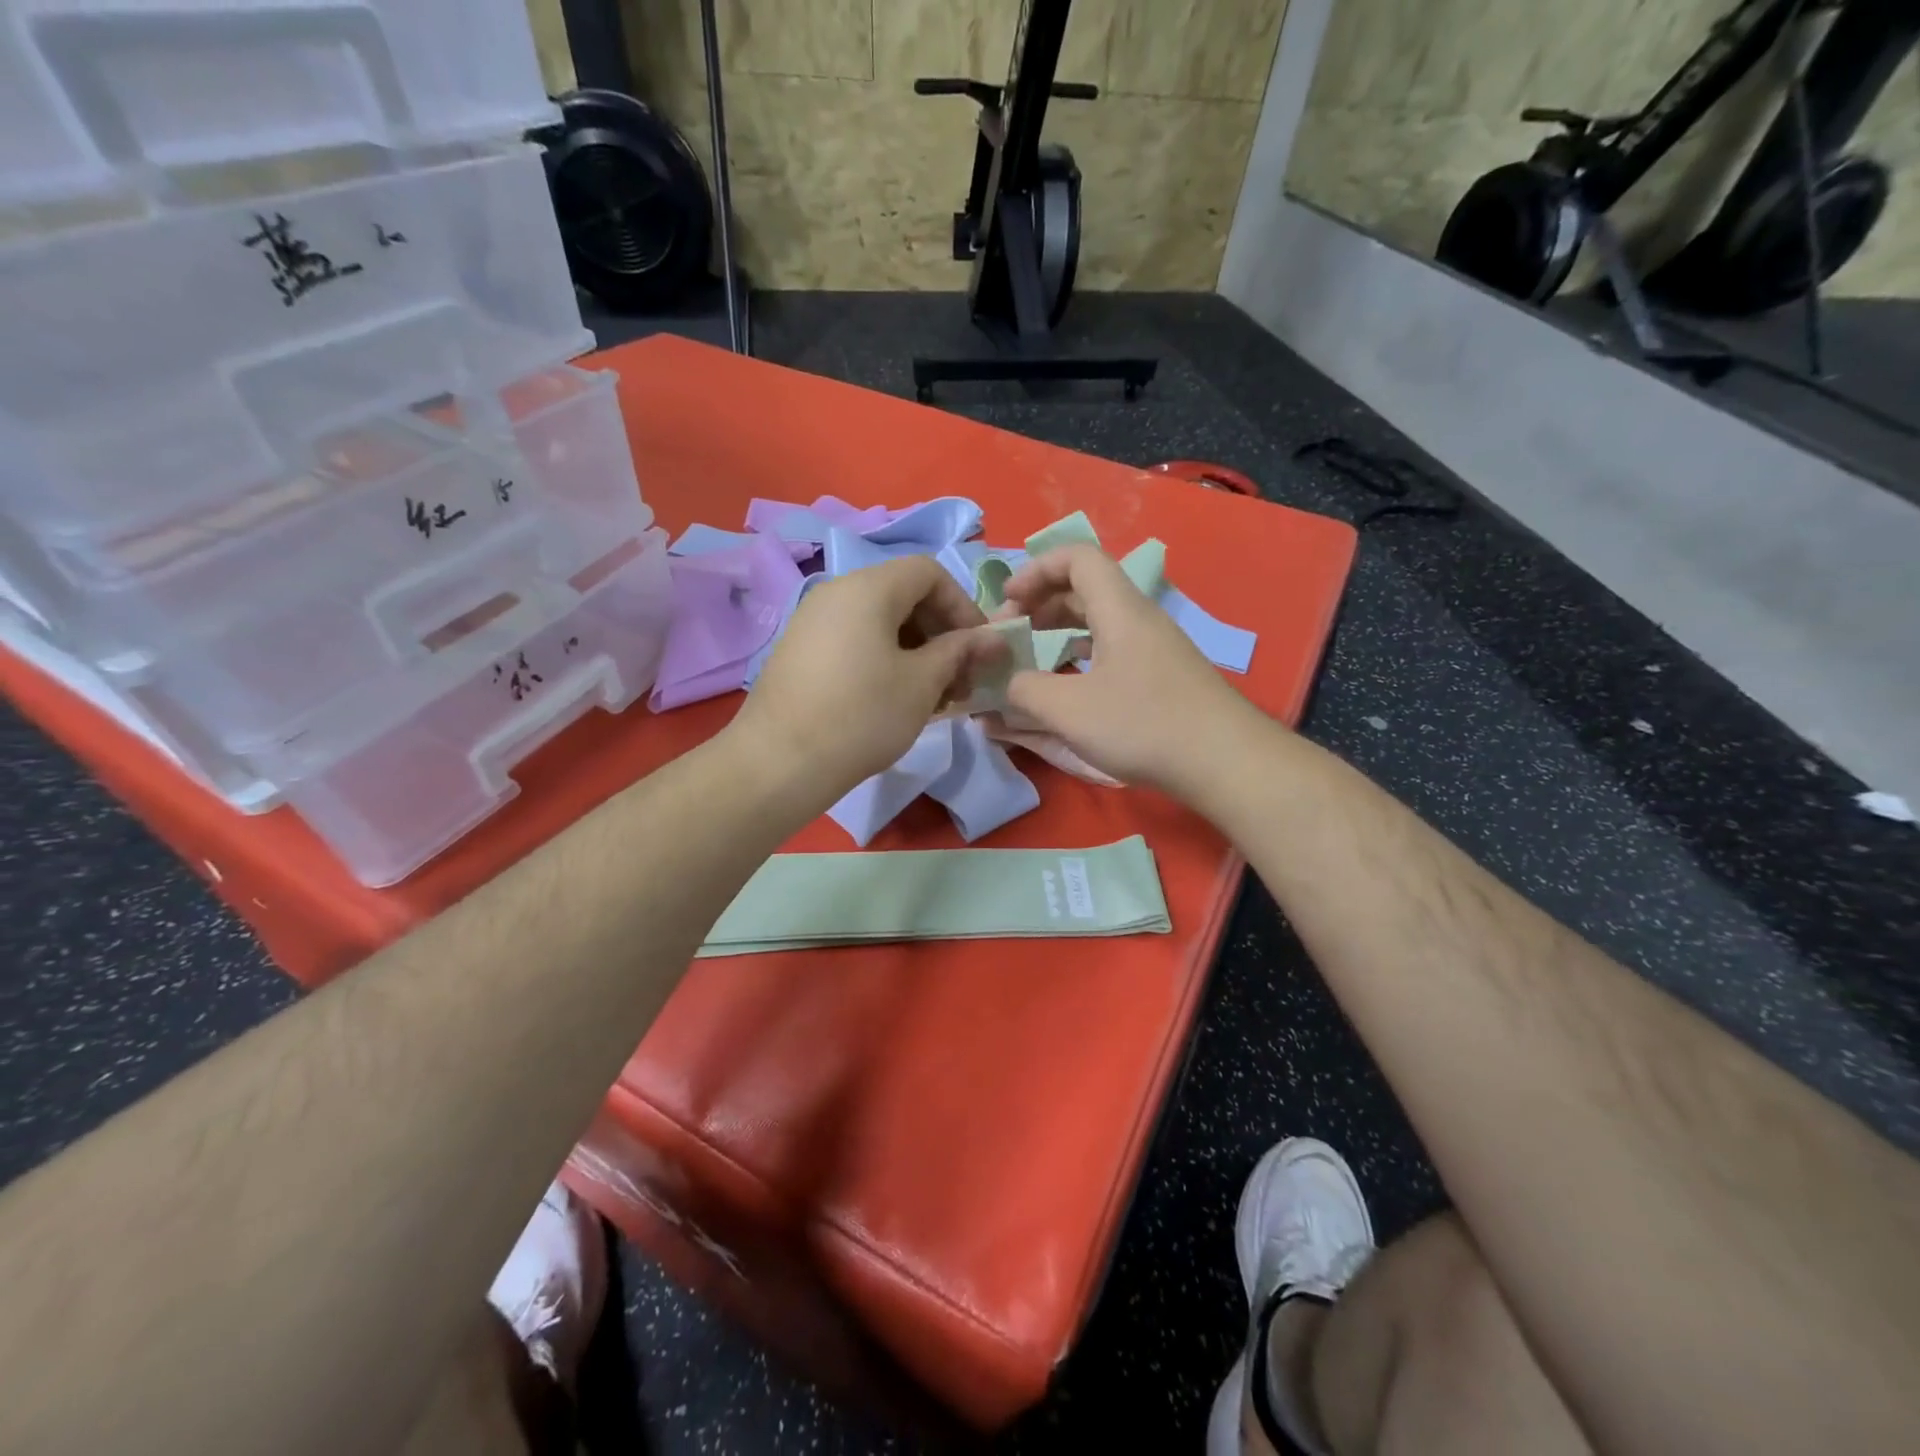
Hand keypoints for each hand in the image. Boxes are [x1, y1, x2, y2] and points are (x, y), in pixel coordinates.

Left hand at [731, 555, 998, 802]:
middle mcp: (837, 592)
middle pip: (905, 595)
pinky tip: (896, 699)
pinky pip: (855, 640)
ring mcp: (813, 621)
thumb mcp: (923, 683)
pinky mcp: (800, 650)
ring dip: (917, 651)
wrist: (778, 763)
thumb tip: (996, 639)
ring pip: (880, 621)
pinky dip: (885, 659)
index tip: (979, 649)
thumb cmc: (862, 716)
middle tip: (961, 679)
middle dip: (942, 633)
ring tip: (933, 697)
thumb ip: (962, 652)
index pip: (930, 572)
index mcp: (869, 587)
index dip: (963, 606)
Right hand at [1001, 544, 1262, 793]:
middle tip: (1012, 635)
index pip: (1077, 557)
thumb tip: (1006, 683)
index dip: (1036, 570)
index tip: (1008, 603)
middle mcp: (1139, 619)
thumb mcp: (1070, 711)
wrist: (1226, 762)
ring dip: (1060, 631)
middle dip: (1041, 604)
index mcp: (1119, 610)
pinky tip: (1068, 687)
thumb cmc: (1144, 725)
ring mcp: (1155, 648)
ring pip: (1100, 621)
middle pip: (1085, 588)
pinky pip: (1113, 649)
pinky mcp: (1163, 677)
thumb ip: (1026, 691)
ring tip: (1032, 658)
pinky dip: (1082, 656)